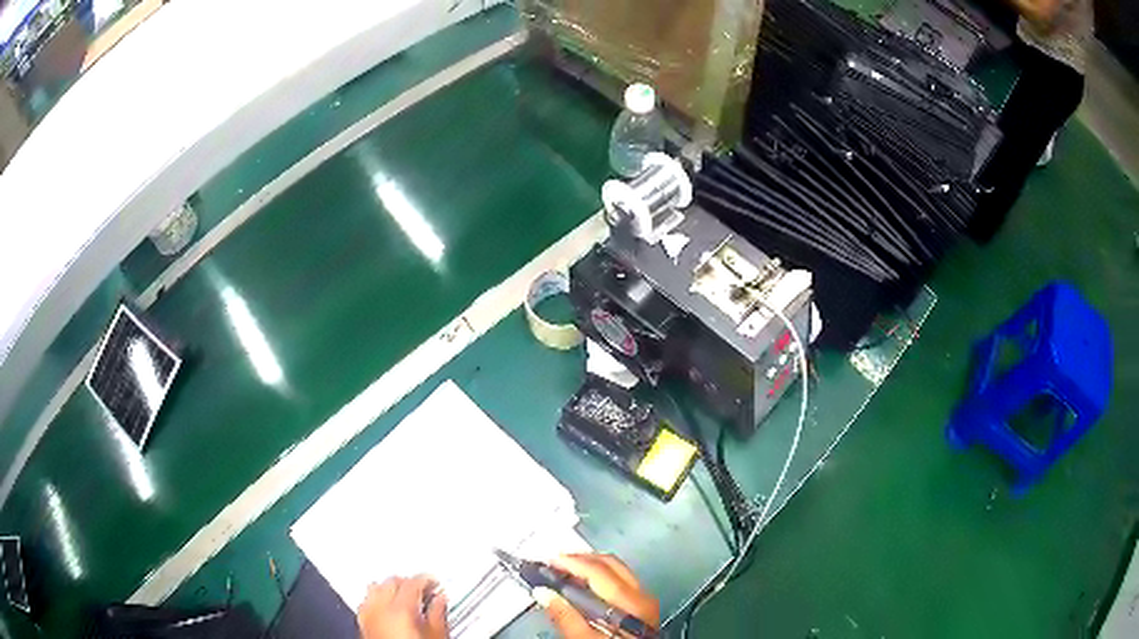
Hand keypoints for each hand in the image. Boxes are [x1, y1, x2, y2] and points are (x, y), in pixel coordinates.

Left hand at [357, 575, 447, 638]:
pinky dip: (376, 599)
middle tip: (423, 589)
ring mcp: (367, 615)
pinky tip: (386, 607)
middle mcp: (379, 607)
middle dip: (407, 582)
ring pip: (375, 588)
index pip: (412, 583)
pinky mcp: (361, 624)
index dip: (426, 579)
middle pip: (391, 581)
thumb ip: (437, 614)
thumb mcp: (437, 636)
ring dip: (389, 588)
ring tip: (404, 595)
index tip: (434, 582)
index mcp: (400, 608)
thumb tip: (440, 600)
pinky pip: (366, 603)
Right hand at [533, 554, 659, 637]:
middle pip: (610, 564)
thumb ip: (565, 617)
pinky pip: (620, 581)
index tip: (546, 562)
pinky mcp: (642, 608)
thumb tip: (544, 593)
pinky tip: (582, 587)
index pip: (598, 571)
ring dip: (588, 567)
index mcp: (632, 603)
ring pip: (616, 570)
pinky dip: (598, 578)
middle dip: (579, 560)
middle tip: (553, 564)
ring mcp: (645, 601)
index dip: (571, 563)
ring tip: (563, 573)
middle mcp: (643, 596)